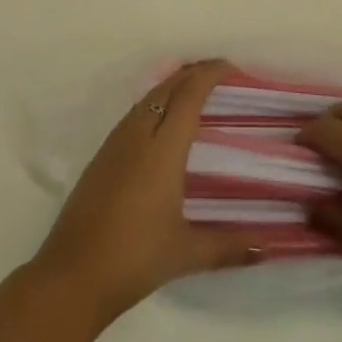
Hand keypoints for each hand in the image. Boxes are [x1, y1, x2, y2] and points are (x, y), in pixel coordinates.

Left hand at [31, 60, 257, 326]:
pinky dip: (155, 102)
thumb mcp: (187, 253)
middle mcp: (137, 135)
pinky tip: (162, 120)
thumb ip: (229, 247)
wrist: (73, 274)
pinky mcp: (102, 156)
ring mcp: (115, 143)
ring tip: (195, 89)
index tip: (231, 67)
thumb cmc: (135, 258)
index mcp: (162, 149)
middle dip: (193, 73)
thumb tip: (268, 248)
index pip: (188, 96)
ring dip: (172, 85)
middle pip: (167, 88)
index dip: (209, 75)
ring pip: (147, 97)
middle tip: (220, 73)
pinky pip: (134, 114)